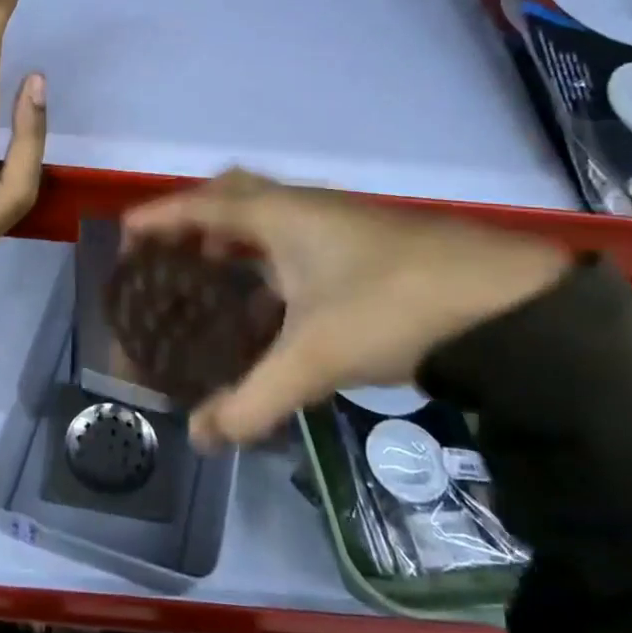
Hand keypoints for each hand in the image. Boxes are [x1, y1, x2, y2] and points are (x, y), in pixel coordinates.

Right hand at [124, 170, 567, 448]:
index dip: (159, 219)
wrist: (506, 303)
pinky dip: (272, 260)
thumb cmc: (391, 308)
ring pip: (271, 216)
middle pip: (235, 194)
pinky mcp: (368, 243)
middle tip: (172, 254)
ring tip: (214, 278)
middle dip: (196, 219)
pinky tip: (277, 304)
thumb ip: (251, 401)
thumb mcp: (313, 357)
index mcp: (281, 216)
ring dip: (236, 240)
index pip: (201, 206)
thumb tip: (202, 439)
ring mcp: (340, 222)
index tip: (125, 235)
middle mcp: (305, 208)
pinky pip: (298, 239)